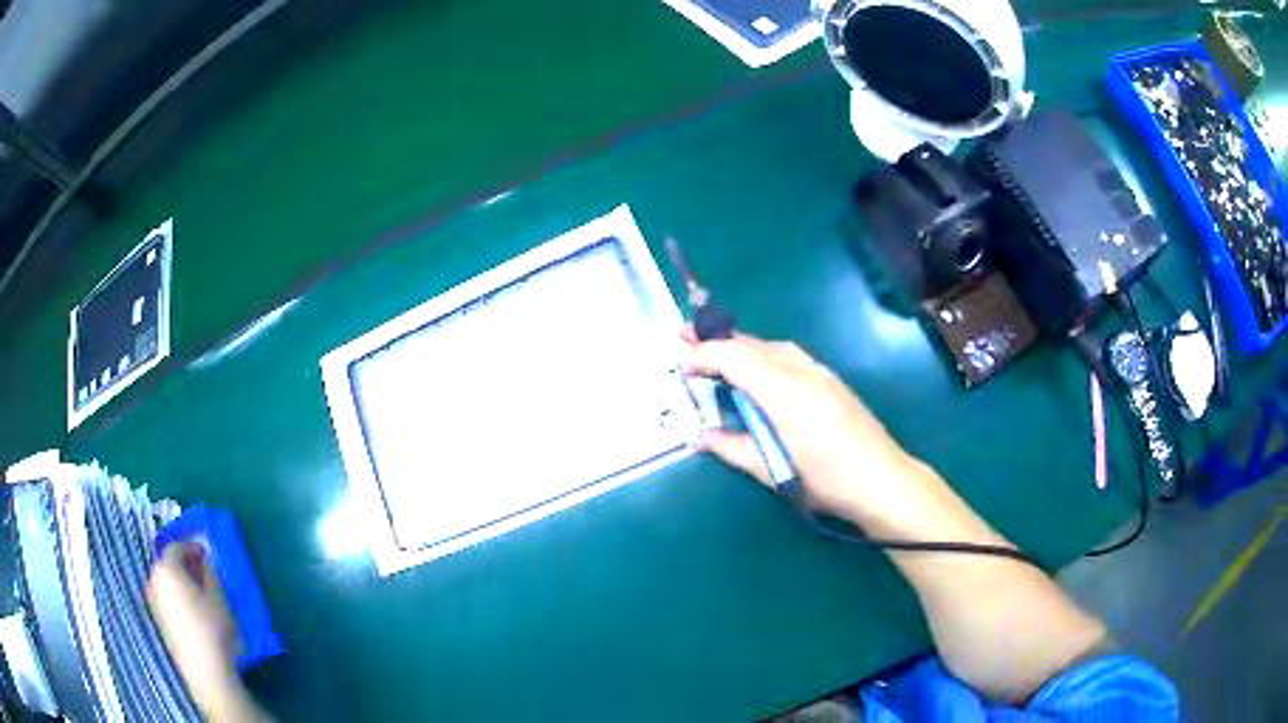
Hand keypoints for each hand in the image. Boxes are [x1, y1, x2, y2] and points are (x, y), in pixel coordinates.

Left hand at [147, 544, 264, 721]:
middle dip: (185, 565)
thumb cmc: (212, 630)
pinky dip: (178, 598)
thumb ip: (209, 572)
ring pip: (166, 583)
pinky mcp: (159, 621)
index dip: (192, 547)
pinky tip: (194, 613)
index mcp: (166, 569)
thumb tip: (204, 560)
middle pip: (167, 564)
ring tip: (201, 595)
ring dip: (181, 582)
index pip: (176, 546)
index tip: (207, 555)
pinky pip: (167, 599)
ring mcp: (153, 602)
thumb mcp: (218, 597)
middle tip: (204, 573)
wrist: (205, 672)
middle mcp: (154, 580)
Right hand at [683, 330, 916, 522]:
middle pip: (752, 345)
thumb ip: (734, 448)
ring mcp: (819, 372)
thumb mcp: (773, 472)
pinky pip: (788, 354)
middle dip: (716, 340)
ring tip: (715, 352)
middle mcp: (801, 371)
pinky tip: (757, 368)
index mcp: (783, 392)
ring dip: (740, 345)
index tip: (680, 364)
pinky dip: (762, 353)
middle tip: (683, 336)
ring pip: (771, 346)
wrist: (883, 480)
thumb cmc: (826, 481)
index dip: (704, 356)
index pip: (735, 358)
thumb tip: (700, 437)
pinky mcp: (830, 380)